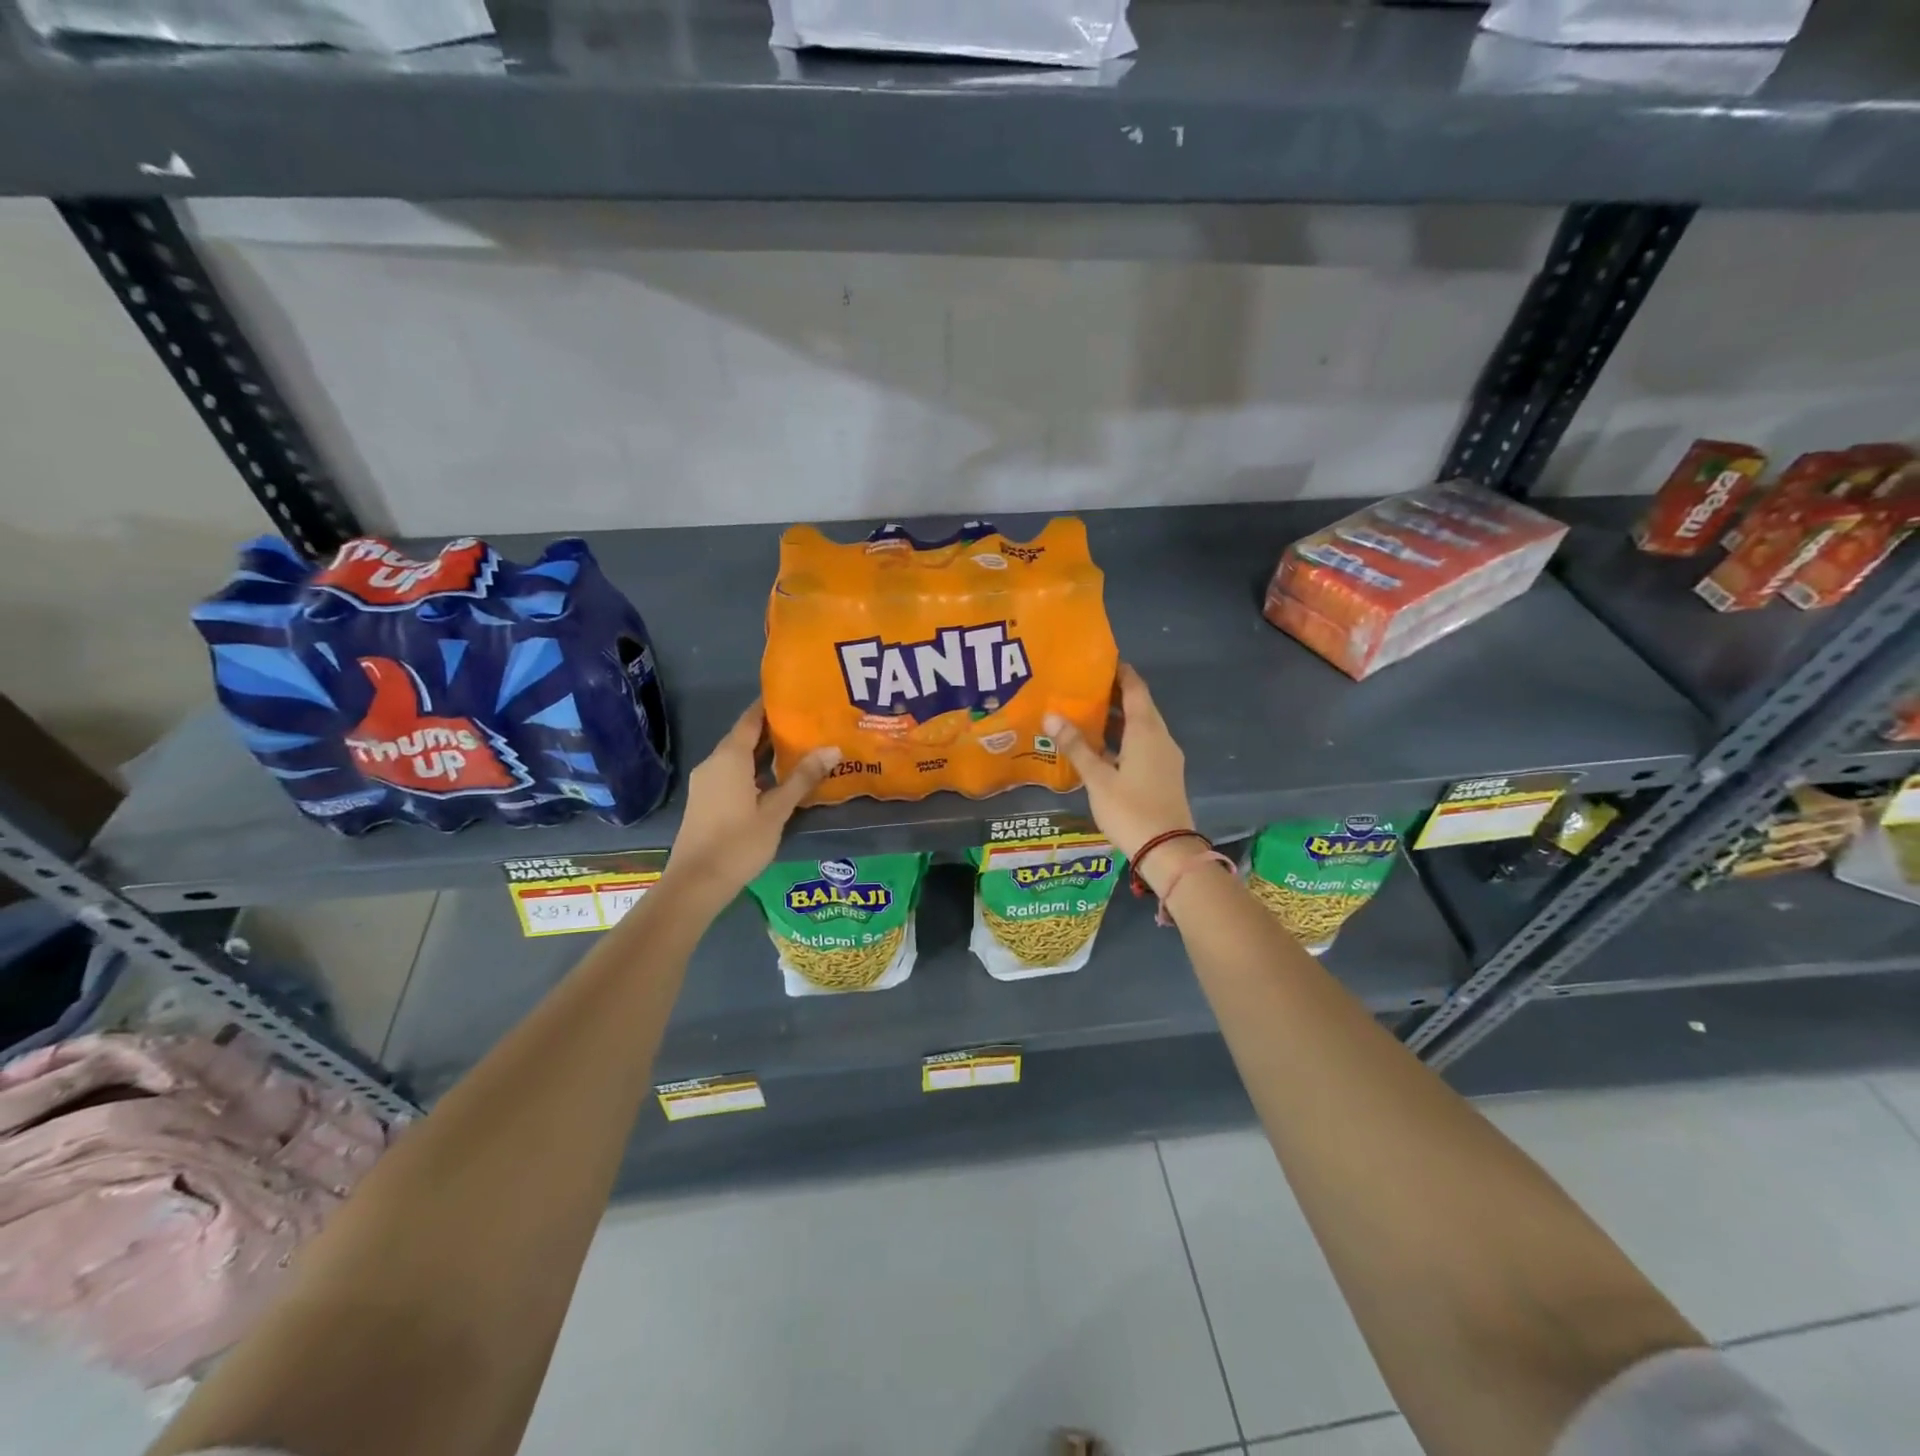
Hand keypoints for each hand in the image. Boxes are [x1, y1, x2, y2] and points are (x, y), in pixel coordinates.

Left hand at [663, 702, 838, 905]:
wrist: (695, 883)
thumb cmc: (738, 843)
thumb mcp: (777, 811)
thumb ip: (802, 779)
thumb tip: (832, 749)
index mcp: (730, 758)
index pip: (751, 719)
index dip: (770, 705)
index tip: (795, 696)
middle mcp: (715, 763)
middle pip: (745, 736)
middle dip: (774, 729)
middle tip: (808, 722)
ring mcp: (707, 782)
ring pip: (739, 757)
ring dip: (765, 752)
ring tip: (799, 747)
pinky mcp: (707, 800)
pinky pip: (733, 773)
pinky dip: (755, 769)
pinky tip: (777, 779)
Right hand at [1045, 664, 1200, 890]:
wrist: (1167, 851)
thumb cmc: (1130, 809)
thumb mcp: (1098, 779)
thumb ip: (1076, 746)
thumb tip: (1051, 716)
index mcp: (1146, 731)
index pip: (1135, 688)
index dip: (1120, 672)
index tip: (1099, 660)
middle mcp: (1160, 737)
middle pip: (1139, 706)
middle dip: (1114, 694)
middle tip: (1082, 686)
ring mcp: (1165, 757)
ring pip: (1142, 727)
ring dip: (1118, 718)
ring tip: (1086, 713)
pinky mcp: (1164, 774)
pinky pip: (1143, 744)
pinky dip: (1124, 738)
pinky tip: (1102, 747)